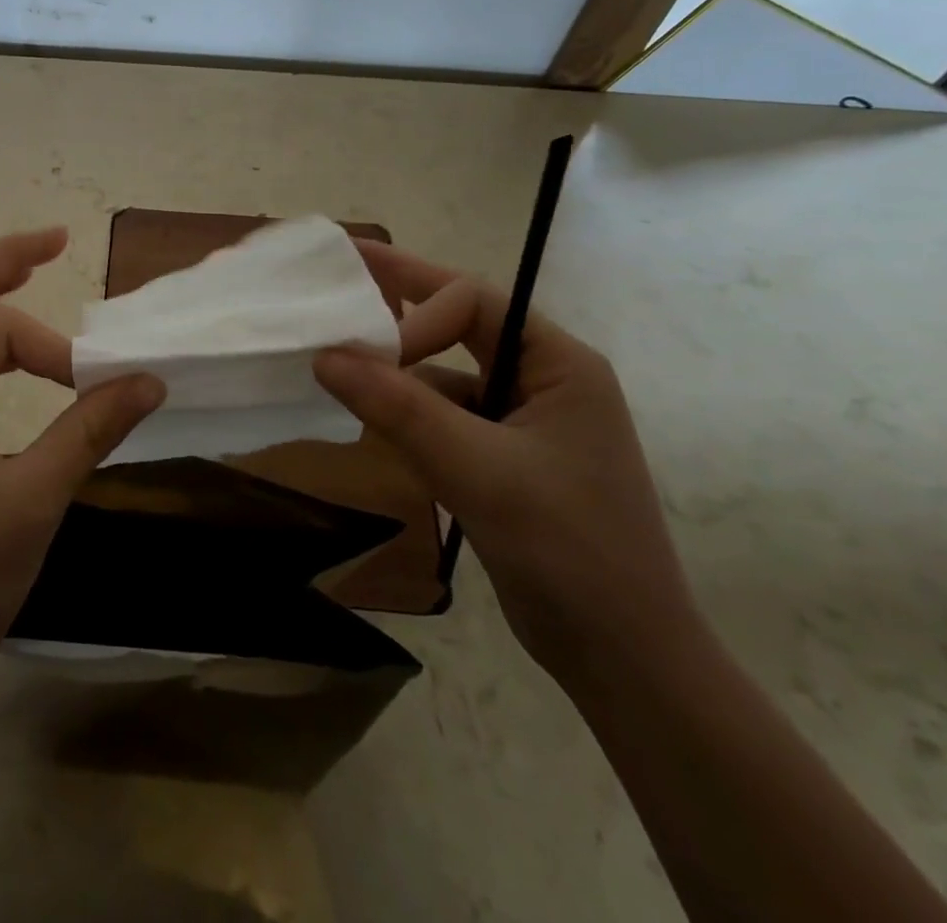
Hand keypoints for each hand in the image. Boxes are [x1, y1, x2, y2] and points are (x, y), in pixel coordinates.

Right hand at [314, 241, 706, 692]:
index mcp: (558, 362)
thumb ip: (398, 408)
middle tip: (336, 285)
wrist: (623, 660)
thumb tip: (323, 355)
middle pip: (460, 325)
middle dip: (400, 310)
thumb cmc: (567, 550)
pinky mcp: (503, 458)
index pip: (472, 303)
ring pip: (445, 375)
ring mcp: (523, 421)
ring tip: (337, 364)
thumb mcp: (477, 470)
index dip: (414, 315)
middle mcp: (543, 379)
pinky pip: (444, 417)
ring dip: (397, 373)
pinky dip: (407, 416)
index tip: (364, 351)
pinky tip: (372, 424)